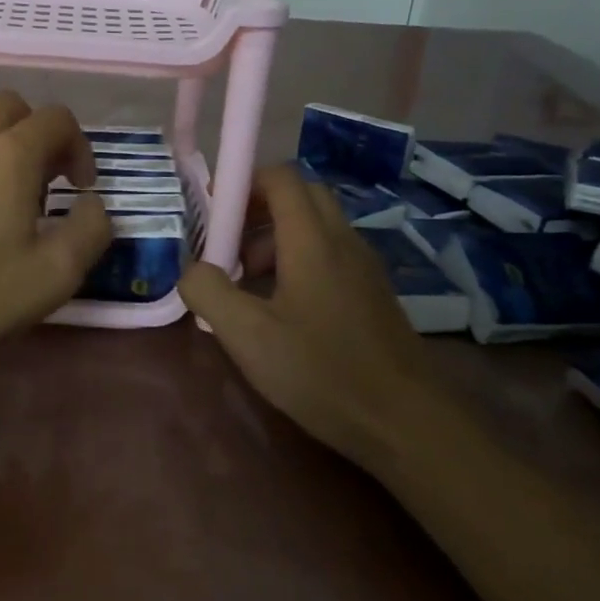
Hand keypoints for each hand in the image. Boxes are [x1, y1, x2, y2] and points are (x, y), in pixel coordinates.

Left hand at [0, 92, 111, 370]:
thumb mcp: (56, 274)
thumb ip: (91, 229)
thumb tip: (92, 205)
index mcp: (9, 154)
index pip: (56, 118)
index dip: (79, 147)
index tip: (80, 187)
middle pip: (11, 106)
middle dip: (37, 133)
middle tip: (45, 180)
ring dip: (0, 144)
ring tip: (5, 196)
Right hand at [179, 165, 425, 458]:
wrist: (408, 423)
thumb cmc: (322, 371)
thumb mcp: (247, 336)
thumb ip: (208, 292)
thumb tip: (192, 270)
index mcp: (312, 240)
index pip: (280, 177)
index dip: (242, 182)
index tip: (212, 212)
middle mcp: (342, 241)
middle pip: (300, 196)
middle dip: (258, 208)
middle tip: (228, 243)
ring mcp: (363, 267)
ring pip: (316, 226)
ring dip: (275, 237)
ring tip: (247, 282)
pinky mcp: (372, 293)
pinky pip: (330, 254)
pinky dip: (298, 260)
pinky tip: (281, 308)